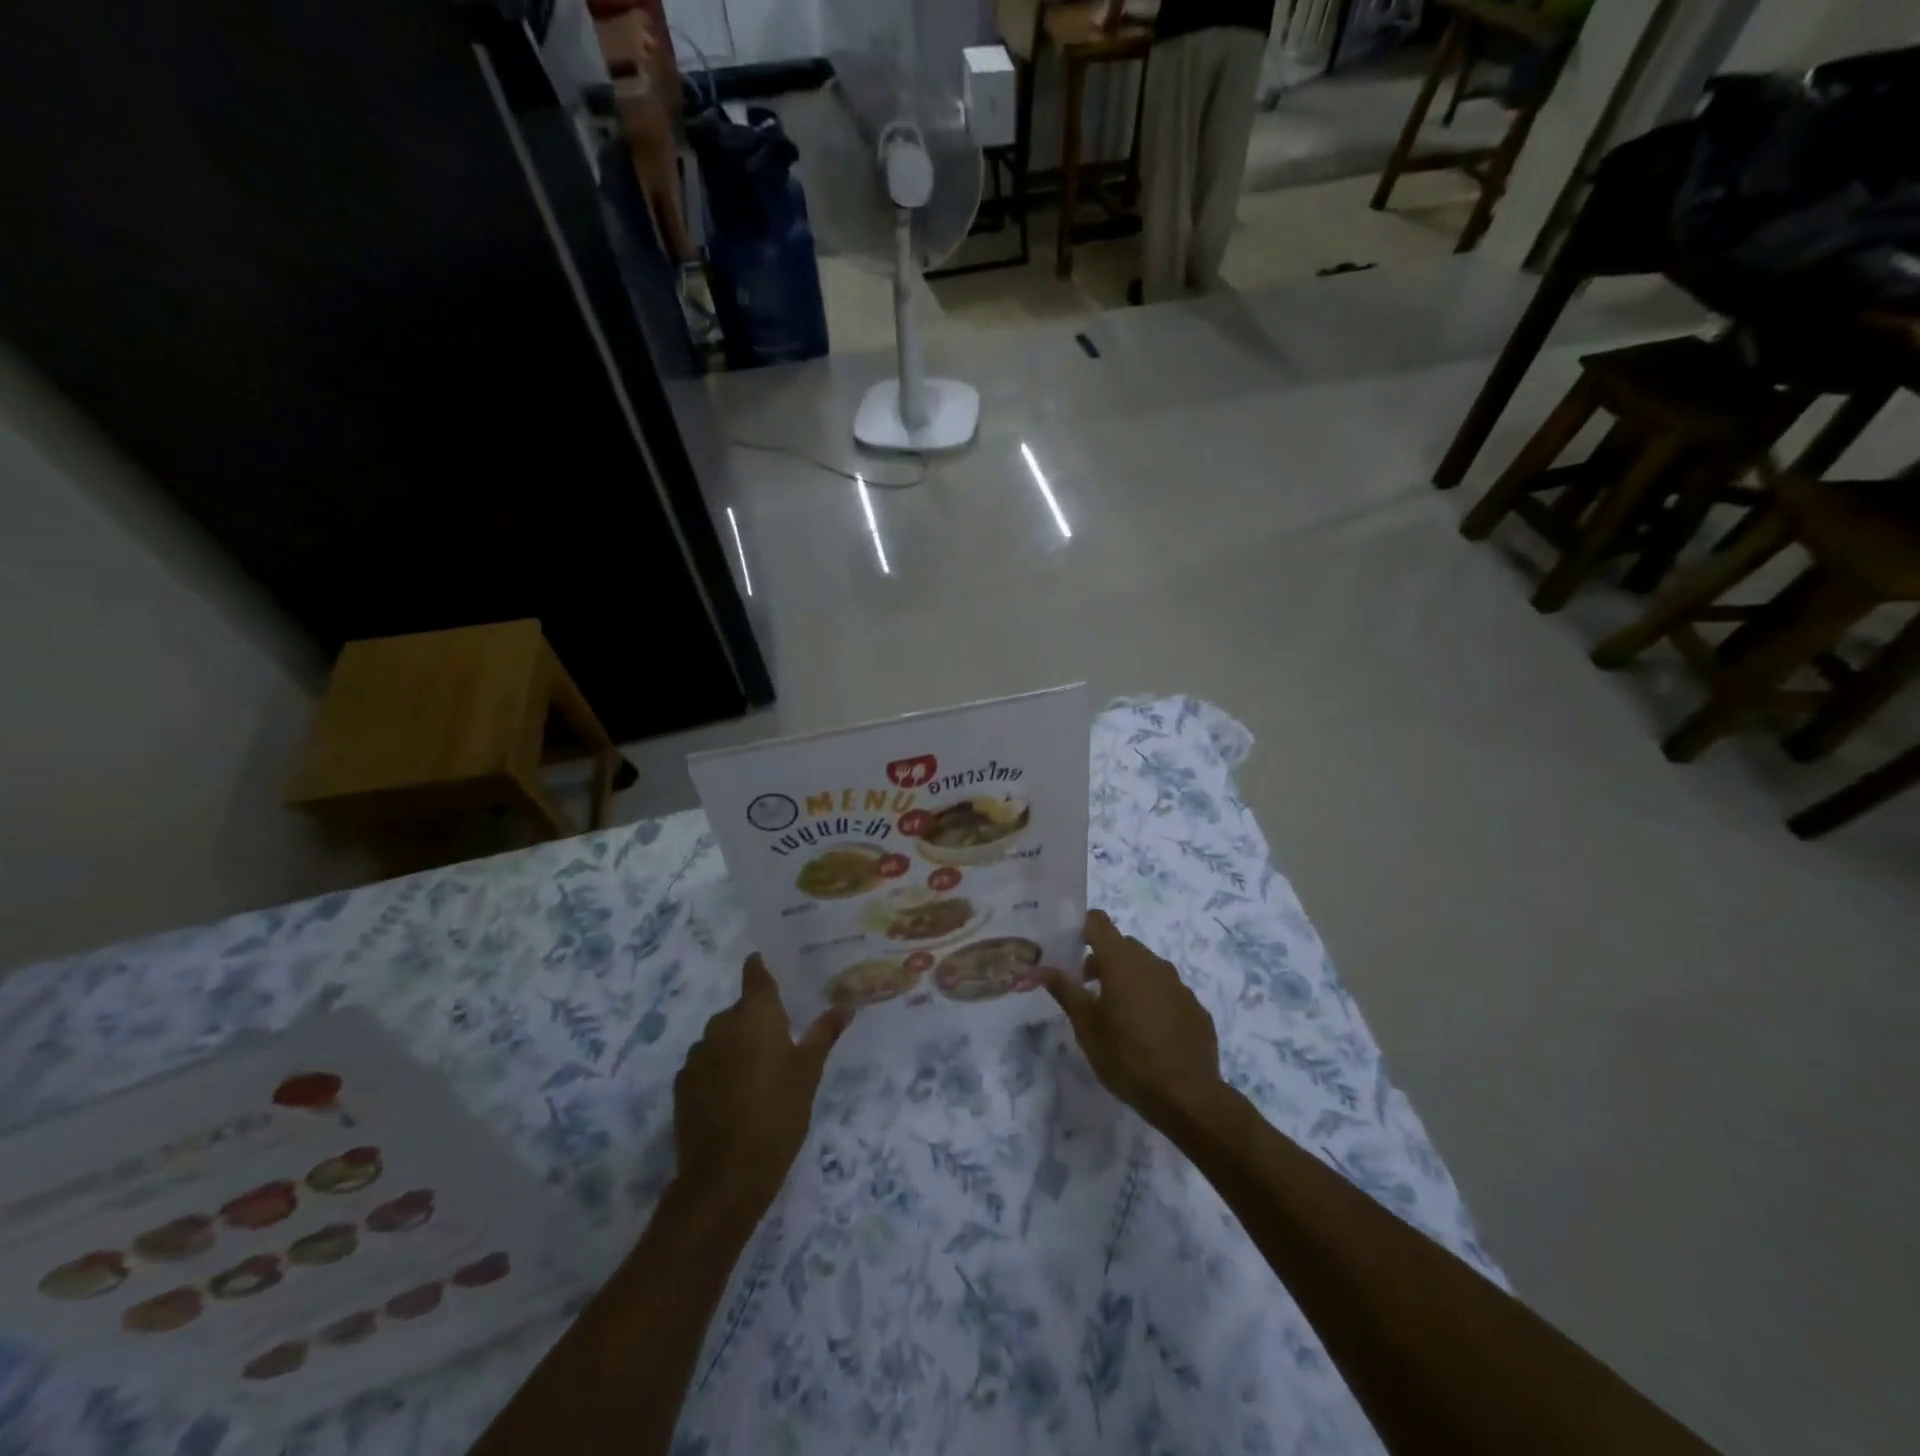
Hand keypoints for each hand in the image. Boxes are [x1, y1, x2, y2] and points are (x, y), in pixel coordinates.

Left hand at [672, 955, 852, 1218]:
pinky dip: (719, 1069)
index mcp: (755, 1014)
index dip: (760, 967)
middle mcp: (722, 1024)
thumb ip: (824, 1034)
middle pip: (740, 1010)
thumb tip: (846, 1006)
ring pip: (721, 1037)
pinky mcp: (682, 1084)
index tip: (765, 963)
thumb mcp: (809, 1072)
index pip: (755, 974)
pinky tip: (733, 1095)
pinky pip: (706, 1063)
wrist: (726, 1174)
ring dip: (736, 1045)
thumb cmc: (778, 1112)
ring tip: (758, 1073)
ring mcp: (697, 1054)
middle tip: (780, 1040)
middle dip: (756, 1019)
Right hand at [1044, 911, 1224, 1132]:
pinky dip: (1153, 999)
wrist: (1187, 1096)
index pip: (1099, 922)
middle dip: (1103, 960)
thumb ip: (1065, 991)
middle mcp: (1152, 963)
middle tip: (1089, 991)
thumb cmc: (1127, 1058)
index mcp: (1122, 963)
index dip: (1083, 929)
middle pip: (1122, 945)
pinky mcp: (1195, 1006)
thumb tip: (1040, 968)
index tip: (1071, 951)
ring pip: (1146, 967)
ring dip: (1129, 979)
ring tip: (1120, 1015)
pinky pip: (1167, 990)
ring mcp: (1178, 984)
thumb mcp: (1087, 1027)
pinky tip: (1150, 1032)